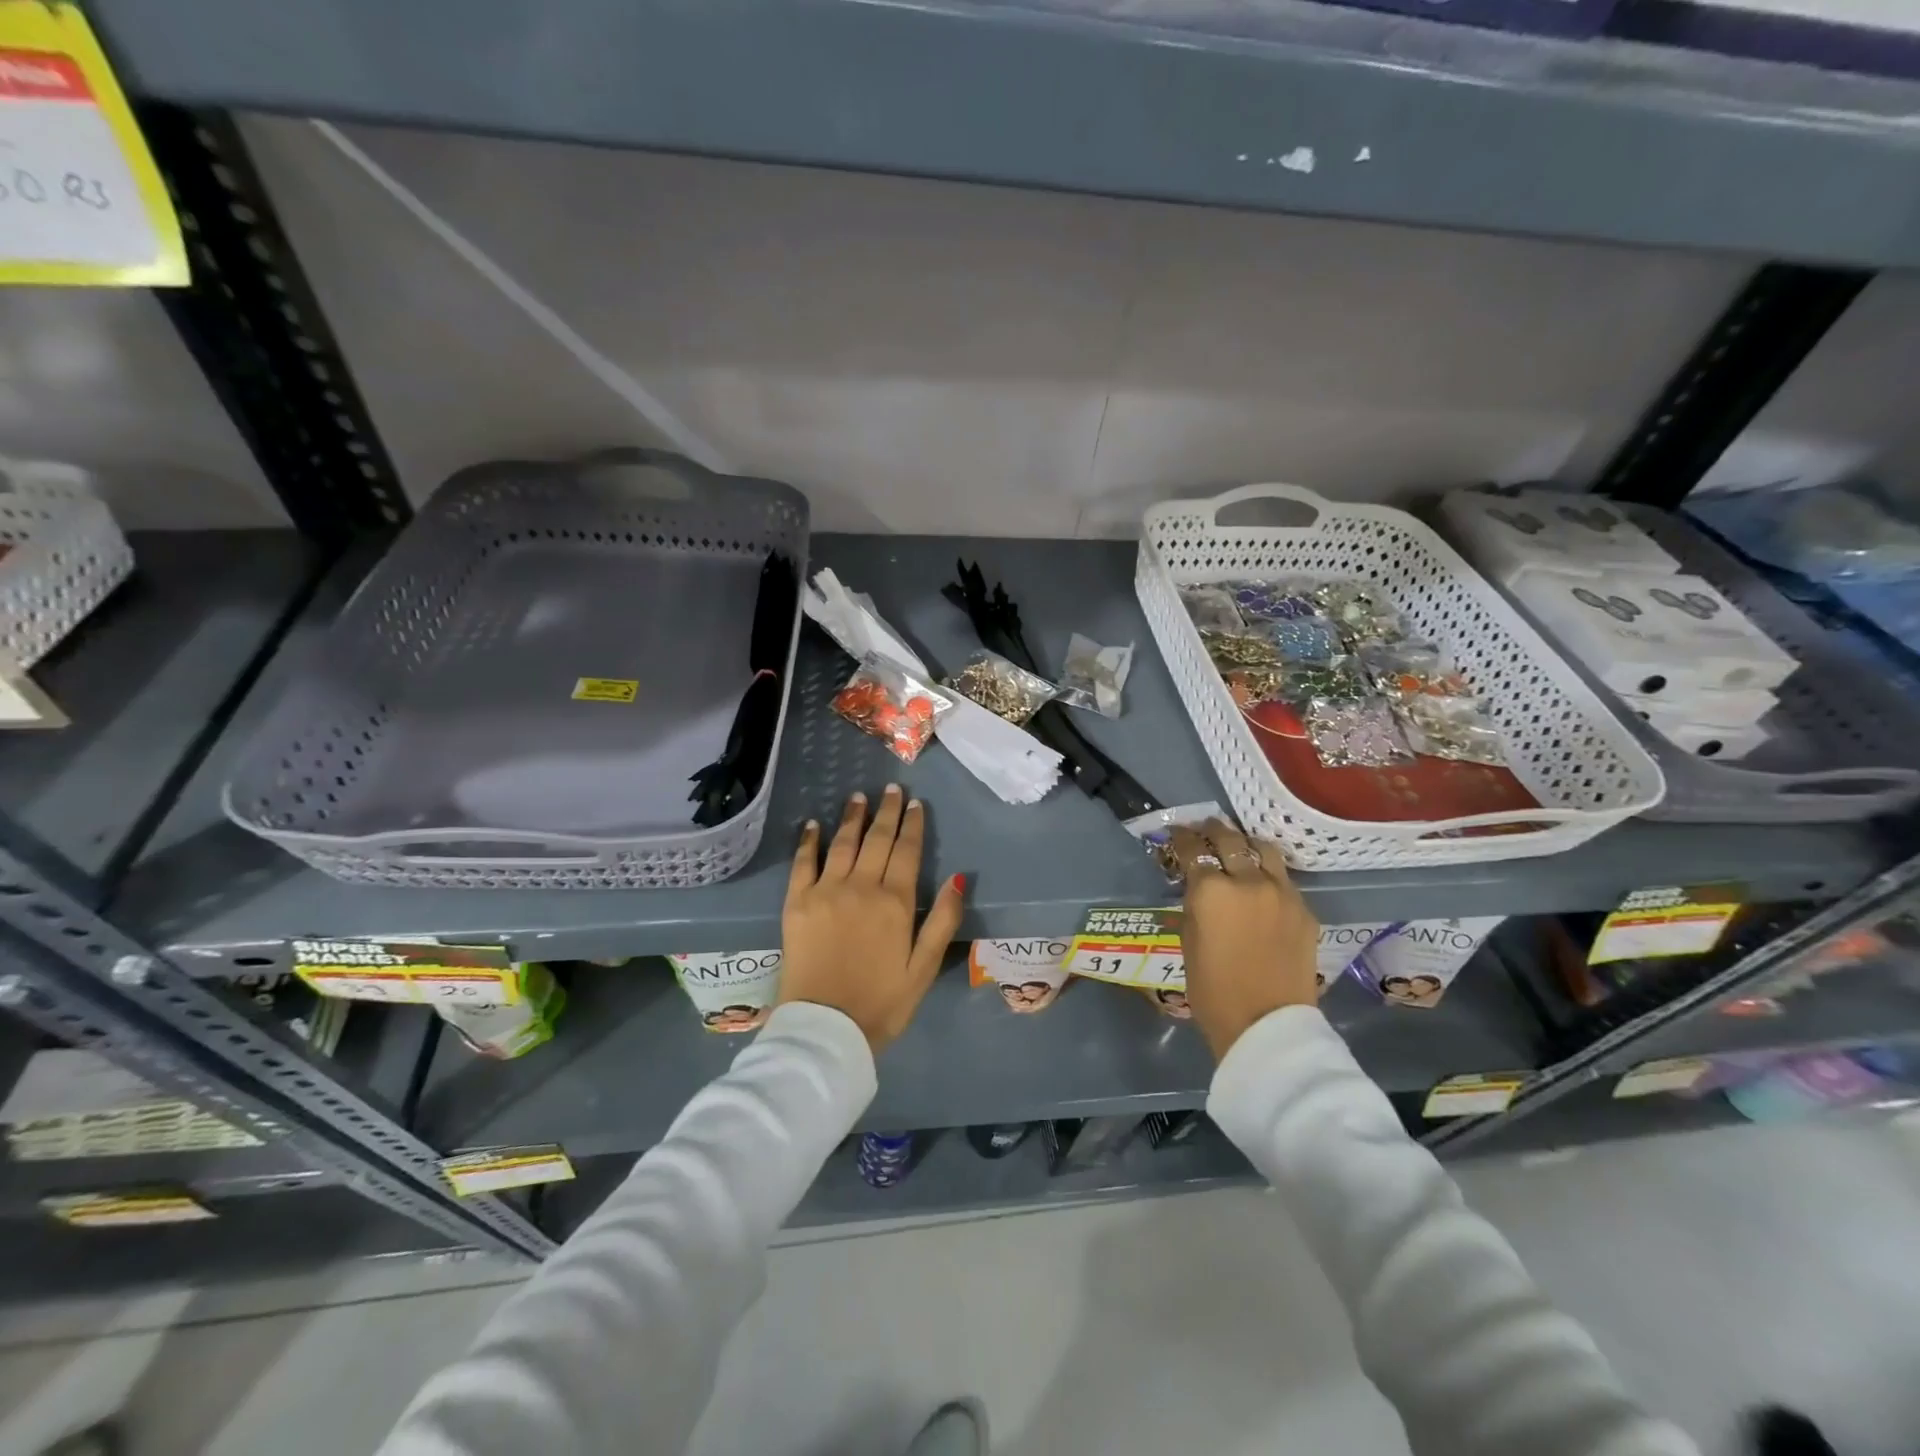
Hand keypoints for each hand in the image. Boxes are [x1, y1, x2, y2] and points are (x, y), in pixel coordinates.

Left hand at [779, 786, 967, 1050]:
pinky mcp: (796, 903)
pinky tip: (812, 825)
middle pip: (877, 840)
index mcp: (895, 902)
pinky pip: (803, 863)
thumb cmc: (882, 1003)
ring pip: (842, 843)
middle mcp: (861, 887)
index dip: (913, 825)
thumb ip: (943, 921)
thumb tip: (959, 878)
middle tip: (891, 789)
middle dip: (886, 812)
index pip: (907, 851)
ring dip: (852, 817)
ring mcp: (825, 892)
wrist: (825, 1029)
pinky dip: (808, 841)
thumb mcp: (925, 968)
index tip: (915, 803)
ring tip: (858, 796)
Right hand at [1171, 819, 1318, 1060]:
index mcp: (1211, 890)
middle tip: (1205, 828)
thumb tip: (1198, 887)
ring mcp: (1282, 893)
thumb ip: (1194, 905)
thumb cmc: (1213, 991)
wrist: (1268, 1025)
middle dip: (1214, 830)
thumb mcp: (1188, 942)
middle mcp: (1248, 881)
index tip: (1177, 834)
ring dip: (1247, 844)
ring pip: (1264, 850)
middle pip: (1231, 840)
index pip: (1194, 849)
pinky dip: (1268, 874)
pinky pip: (1284, 879)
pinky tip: (1261, 884)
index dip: (1183, 838)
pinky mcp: (1305, 910)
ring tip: (1238, 847)